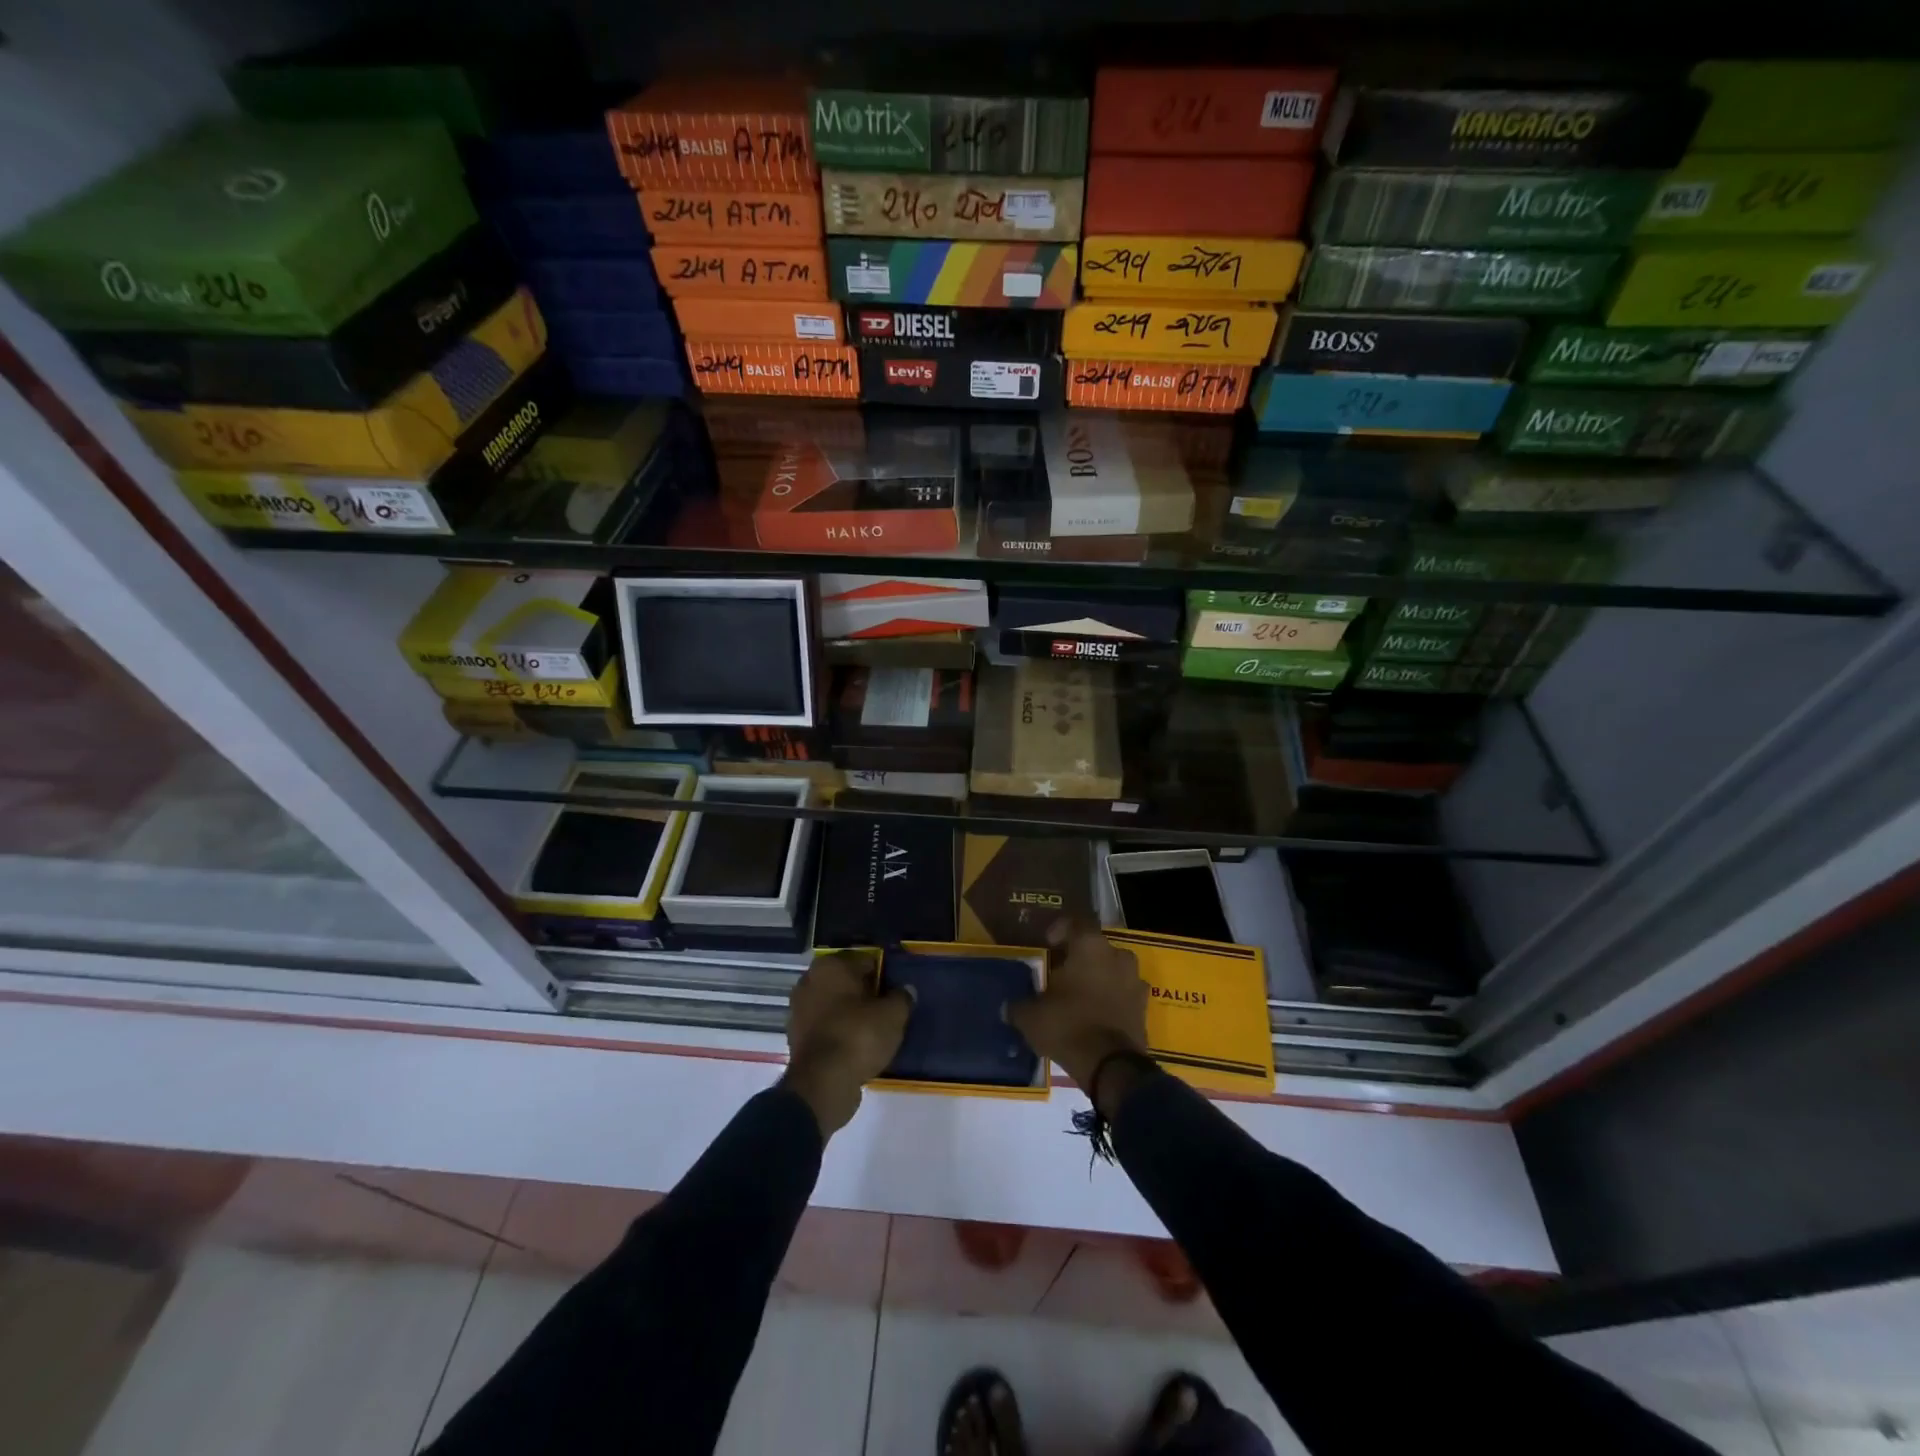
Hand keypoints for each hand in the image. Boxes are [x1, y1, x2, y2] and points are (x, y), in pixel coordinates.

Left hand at [781, 953, 912, 1136]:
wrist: (823, 1083)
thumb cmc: (859, 1035)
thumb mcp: (893, 1015)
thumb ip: (902, 997)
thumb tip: (906, 990)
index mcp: (830, 965)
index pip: (866, 961)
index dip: (884, 975)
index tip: (896, 992)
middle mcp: (809, 981)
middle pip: (847, 982)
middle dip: (865, 993)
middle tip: (887, 1010)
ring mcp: (799, 1010)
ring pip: (834, 1005)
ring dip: (851, 1014)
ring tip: (875, 1030)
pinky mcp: (796, 1037)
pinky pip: (826, 1027)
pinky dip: (839, 1032)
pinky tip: (857, 1046)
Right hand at [1007, 922, 1148, 1097]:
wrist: (1111, 1066)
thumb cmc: (1068, 1025)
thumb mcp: (1031, 1016)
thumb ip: (1019, 1006)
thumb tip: (1009, 1007)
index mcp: (1090, 946)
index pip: (1074, 923)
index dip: (1059, 930)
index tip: (1047, 944)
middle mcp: (1117, 955)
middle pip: (1095, 947)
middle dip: (1079, 957)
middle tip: (1060, 974)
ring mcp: (1135, 980)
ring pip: (1113, 970)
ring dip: (1098, 978)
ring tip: (1079, 996)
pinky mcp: (1144, 1007)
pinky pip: (1124, 994)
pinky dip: (1112, 1000)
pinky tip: (1096, 1015)